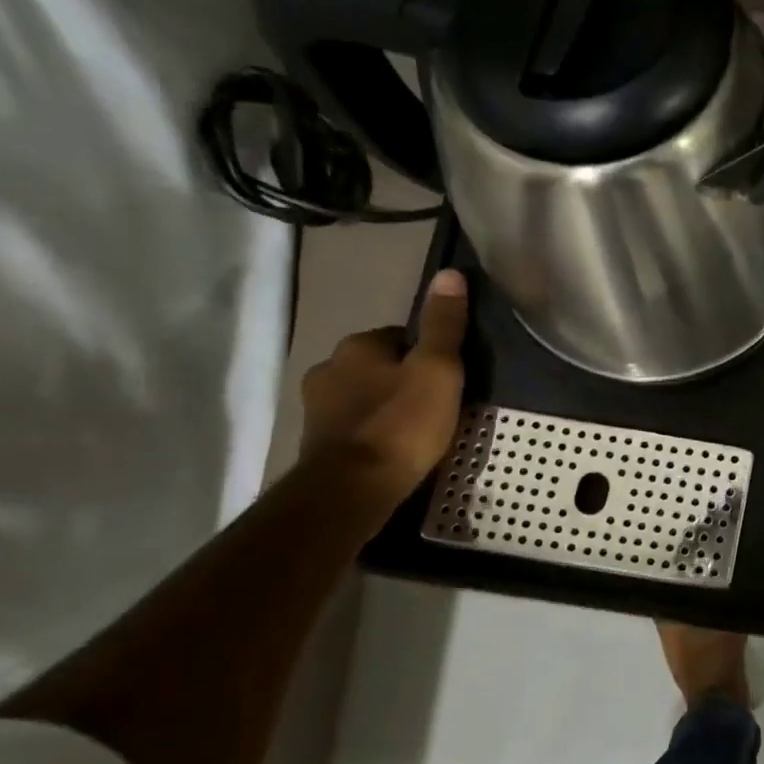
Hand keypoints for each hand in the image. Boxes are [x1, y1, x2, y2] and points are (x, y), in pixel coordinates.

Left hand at [299, 269, 468, 502]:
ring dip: (385, 407)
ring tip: (417, 432)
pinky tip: (393, 451)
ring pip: (363, 396)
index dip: (428, 355)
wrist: (352, 490)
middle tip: (437, 406)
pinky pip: (353, 426)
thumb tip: (449, 273)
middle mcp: (328, 368)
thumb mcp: (439, 370)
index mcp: (357, 346)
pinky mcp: (315, 443)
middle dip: (403, 380)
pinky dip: (372, 432)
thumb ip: (444, 324)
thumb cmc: (402, 424)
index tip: (449, 378)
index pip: (400, 337)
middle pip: (379, 366)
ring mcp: (316, 408)